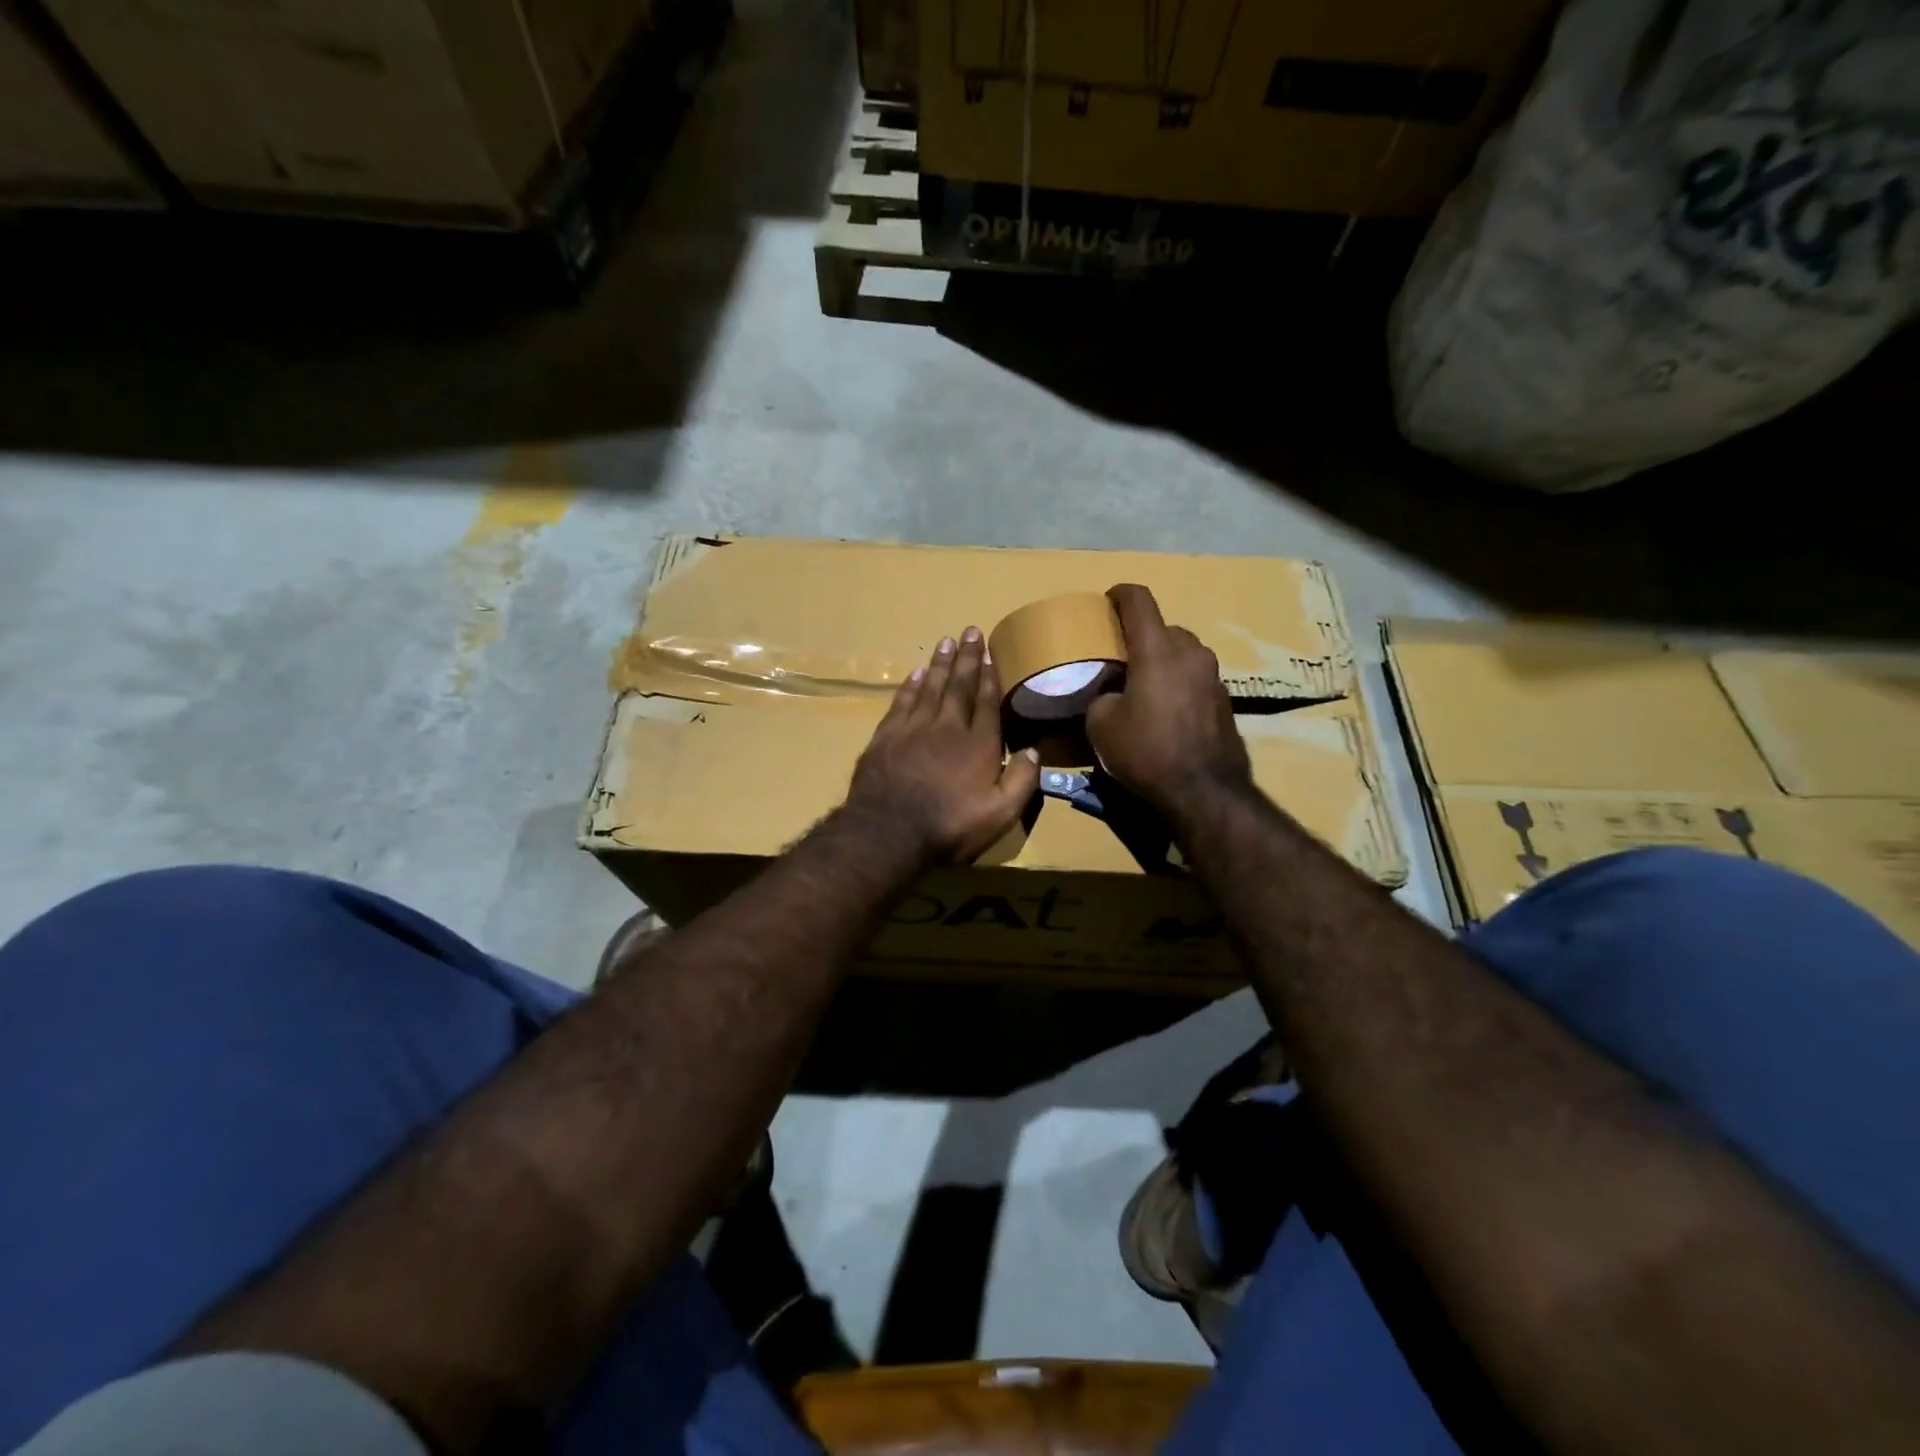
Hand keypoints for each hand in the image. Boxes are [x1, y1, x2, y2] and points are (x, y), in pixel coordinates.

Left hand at [846, 627, 1042, 864]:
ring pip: (929, 687)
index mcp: (978, 744)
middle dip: (967, 658)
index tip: (991, 653)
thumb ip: (1021, 780)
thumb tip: (1033, 750)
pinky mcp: (885, 737)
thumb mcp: (1000, 814)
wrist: (888, 833)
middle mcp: (947, 727)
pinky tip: (914, 673)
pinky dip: (909, 686)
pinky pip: (901, 702)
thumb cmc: (950, 827)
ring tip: (946, 641)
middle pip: (959, 686)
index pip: (987, 702)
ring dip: (939, 664)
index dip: (990, 676)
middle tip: (971, 631)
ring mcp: (912, 729)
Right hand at [1086, 584, 1250, 815]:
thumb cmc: (1146, 752)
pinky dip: (1178, 683)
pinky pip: (1195, 678)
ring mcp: (1213, 675)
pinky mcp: (1225, 699)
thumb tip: (1111, 696)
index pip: (1139, 600)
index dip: (1120, 594)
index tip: (1107, 601)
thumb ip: (1102, 697)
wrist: (1203, 791)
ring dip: (1162, 660)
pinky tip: (1165, 711)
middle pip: (1163, 627)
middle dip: (1141, 636)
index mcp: (1157, 649)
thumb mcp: (1101, 725)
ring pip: (1182, 652)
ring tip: (1143, 686)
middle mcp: (1190, 652)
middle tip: (1120, 658)